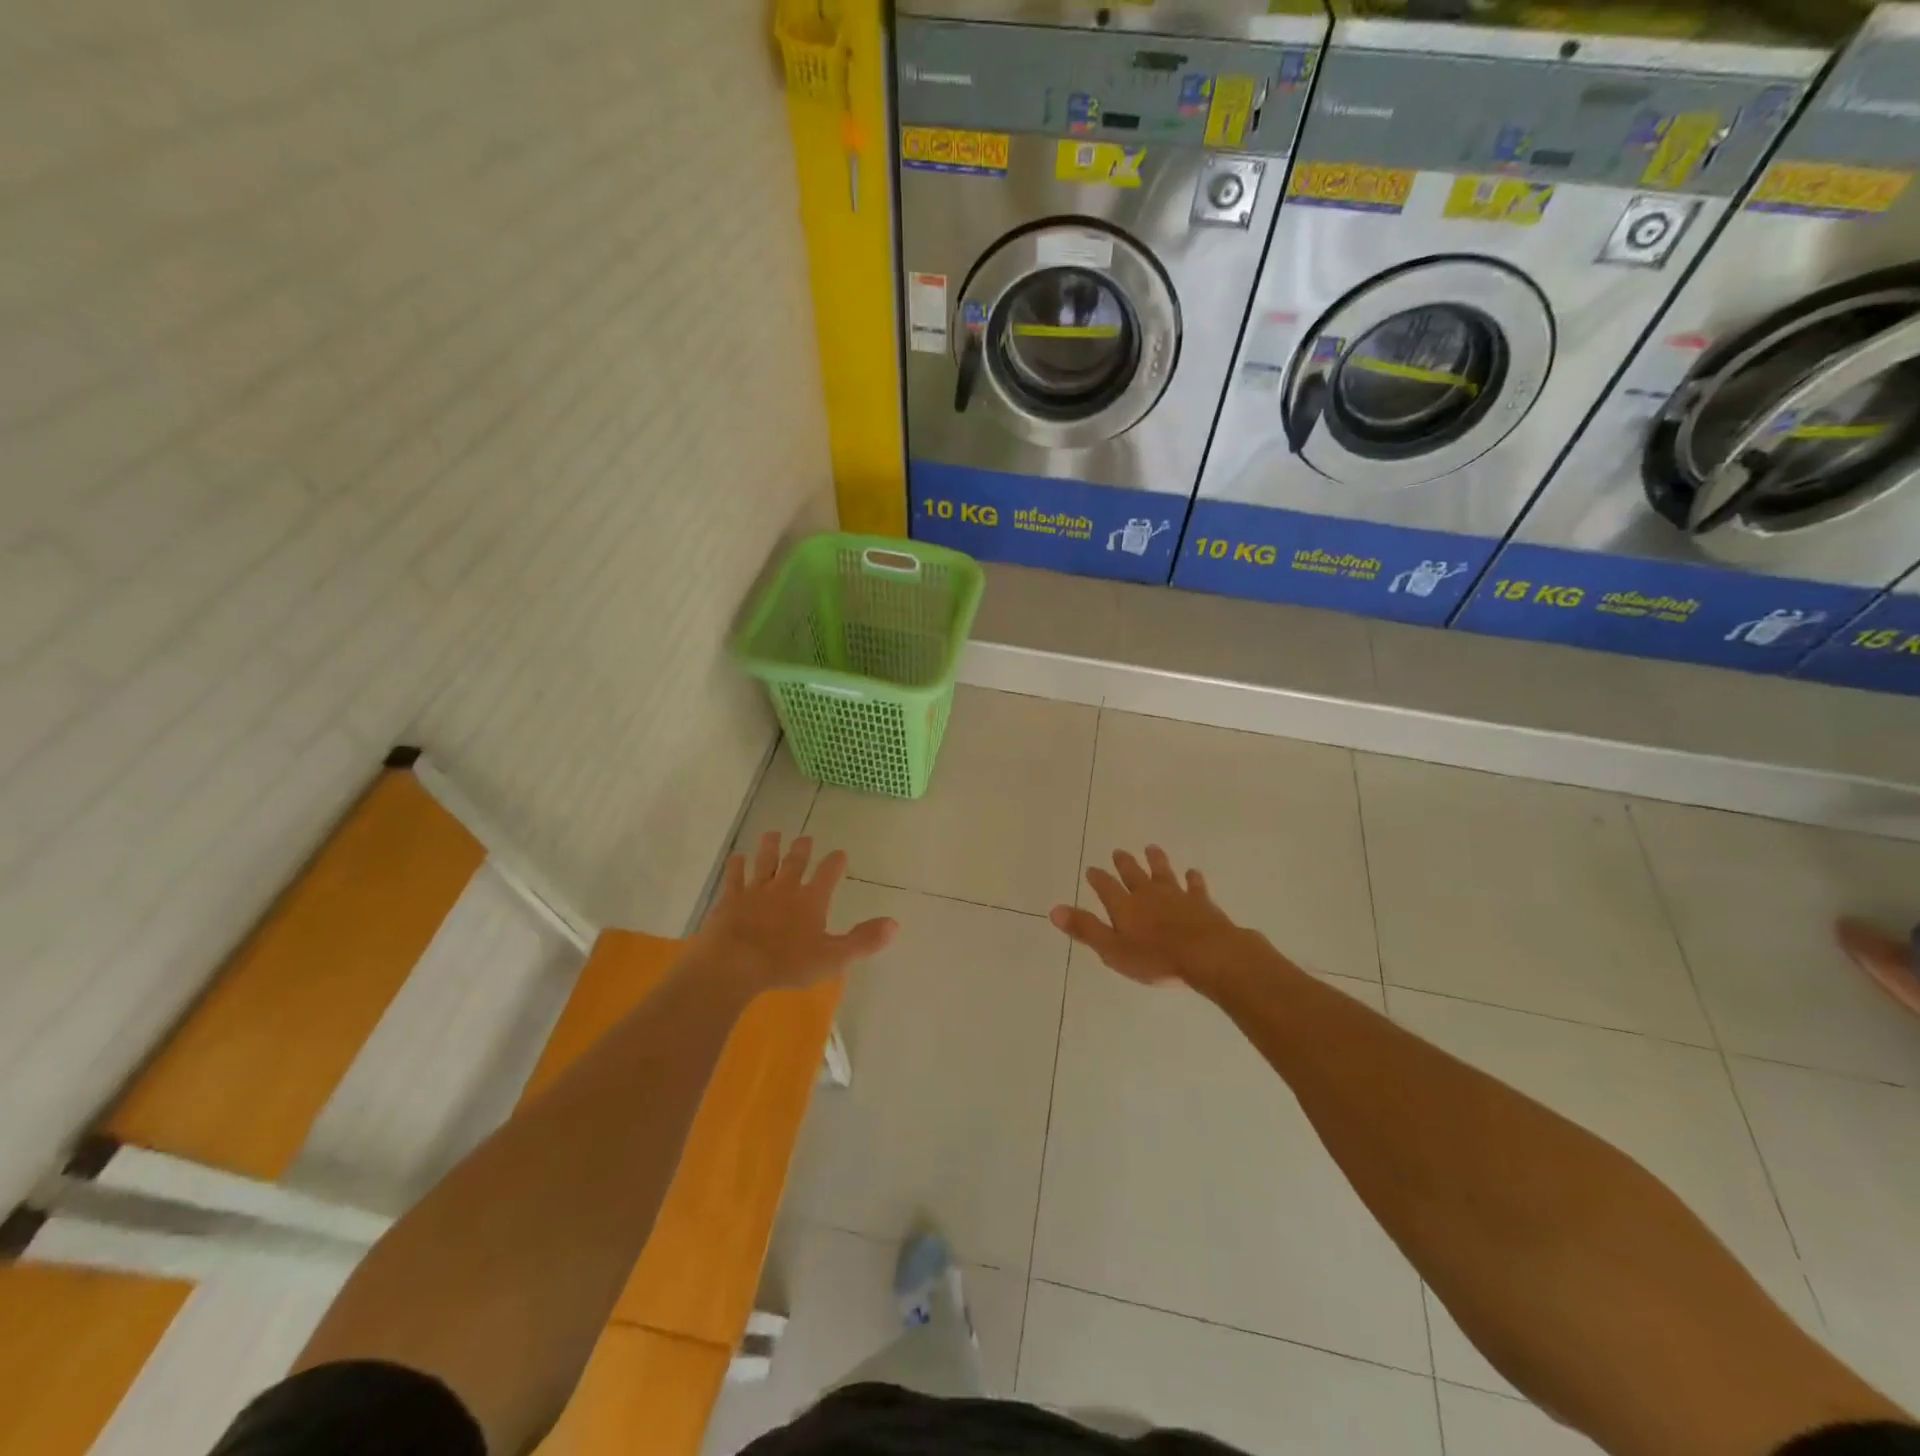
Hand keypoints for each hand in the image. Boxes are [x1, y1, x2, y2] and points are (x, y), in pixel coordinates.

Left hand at [691, 833, 896, 993]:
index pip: (828, 874)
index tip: (840, 853)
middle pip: (795, 862)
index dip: (835, 863)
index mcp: (811, 900)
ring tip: (772, 834)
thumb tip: (894, 924)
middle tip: (806, 838)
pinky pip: (734, 876)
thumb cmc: (786, 963)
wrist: (734, 963)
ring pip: (765, 862)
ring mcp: (755, 891)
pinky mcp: (730, 899)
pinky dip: (736, 865)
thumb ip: (863, 940)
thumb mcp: (833, 958)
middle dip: (802, 849)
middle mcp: (785, 888)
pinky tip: (737, 857)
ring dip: (770, 847)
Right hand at [1050, 845, 1251, 987]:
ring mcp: (1177, 896)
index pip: (1106, 887)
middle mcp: (1148, 894)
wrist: (1207, 954)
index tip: (1091, 869)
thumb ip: (1085, 929)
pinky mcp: (1201, 903)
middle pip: (1133, 874)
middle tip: (1118, 851)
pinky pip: (1195, 886)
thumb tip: (1054, 910)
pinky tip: (1193, 873)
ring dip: (1156, 861)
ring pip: (1163, 873)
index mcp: (1124, 906)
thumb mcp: (1112, 949)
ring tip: (1151, 848)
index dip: (1098, 878)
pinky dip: (1193, 879)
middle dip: (1124, 863)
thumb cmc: (1156, 958)